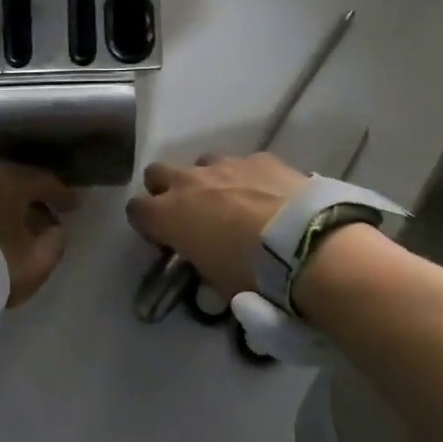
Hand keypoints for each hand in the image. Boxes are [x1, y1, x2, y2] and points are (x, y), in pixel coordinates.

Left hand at [0, 163, 79, 306]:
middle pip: (18, 181)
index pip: (45, 181)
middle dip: (35, 198)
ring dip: (10, 206)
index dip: (63, 194)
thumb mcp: (35, 262)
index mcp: (10, 180)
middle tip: (50, 215)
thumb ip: (55, 243)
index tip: (76, 206)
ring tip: (21, 226)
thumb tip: (56, 229)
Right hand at [124, 152, 307, 298]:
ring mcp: (225, 164)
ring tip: (233, 203)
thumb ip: (202, 267)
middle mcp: (189, 181)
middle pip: (158, 172)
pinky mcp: (260, 158)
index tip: (163, 238)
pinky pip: (242, 163)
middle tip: (189, 214)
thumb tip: (207, 266)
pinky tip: (268, 196)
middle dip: (167, 189)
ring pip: (201, 163)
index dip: (147, 224)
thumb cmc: (253, 275)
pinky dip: (248, 177)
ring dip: (208, 180)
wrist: (307, 244)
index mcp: (169, 214)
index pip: (135, 210)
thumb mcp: (218, 283)